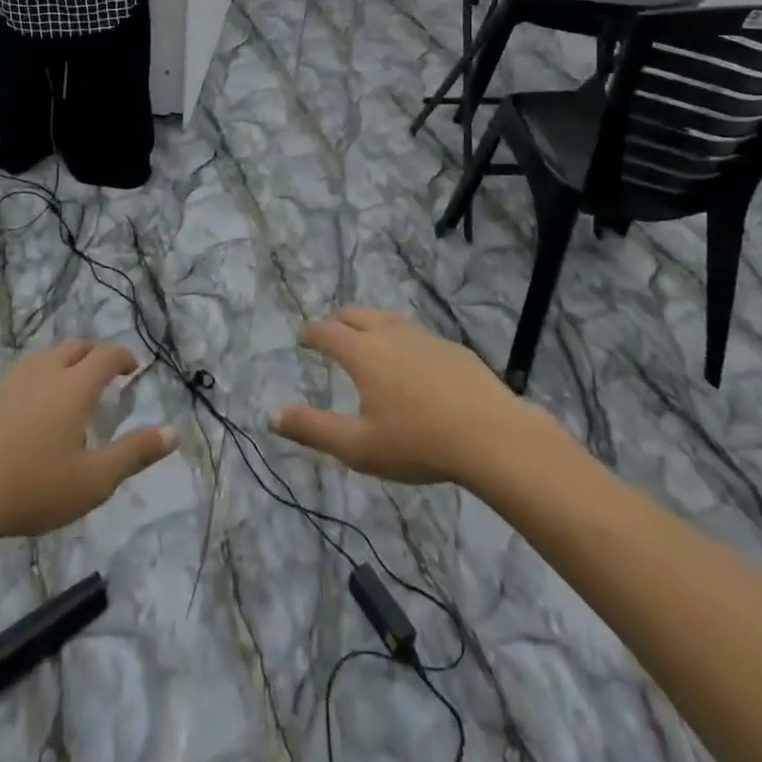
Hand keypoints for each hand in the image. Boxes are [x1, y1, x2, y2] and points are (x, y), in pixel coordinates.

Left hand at [0, 341, 176, 542]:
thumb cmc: (33, 487)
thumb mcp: (94, 480)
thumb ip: (135, 454)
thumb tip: (174, 433)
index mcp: (74, 386)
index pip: (106, 356)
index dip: (123, 357)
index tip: (133, 368)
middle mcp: (43, 374)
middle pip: (73, 348)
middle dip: (93, 354)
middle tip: (103, 374)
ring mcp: (8, 385)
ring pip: (41, 360)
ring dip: (60, 365)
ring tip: (65, 390)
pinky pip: (14, 384)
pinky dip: (30, 388)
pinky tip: (24, 418)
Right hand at [272, 309, 551, 485]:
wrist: (491, 436)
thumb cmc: (417, 443)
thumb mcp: (357, 447)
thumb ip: (312, 428)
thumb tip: (271, 415)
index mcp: (363, 353)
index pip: (327, 332)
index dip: (311, 334)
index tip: (303, 339)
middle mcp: (390, 334)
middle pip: (356, 315)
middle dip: (338, 321)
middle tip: (331, 333)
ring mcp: (425, 337)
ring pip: (389, 319)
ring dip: (371, 323)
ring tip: (368, 338)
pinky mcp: (453, 349)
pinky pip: (417, 334)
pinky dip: (402, 338)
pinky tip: (413, 360)